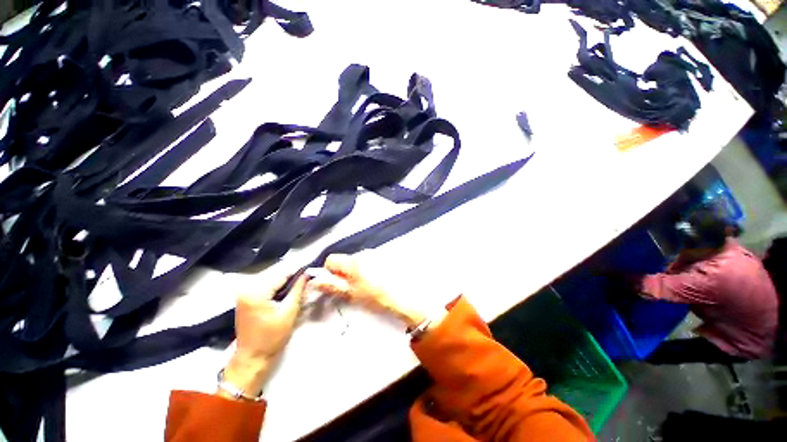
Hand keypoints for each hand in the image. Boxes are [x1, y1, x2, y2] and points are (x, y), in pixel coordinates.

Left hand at [220, 275, 306, 398]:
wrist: (252, 358)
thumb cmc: (272, 337)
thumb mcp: (289, 311)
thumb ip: (298, 289)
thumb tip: (307, 274)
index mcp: (256, 292)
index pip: (281, 275)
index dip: (297, 272)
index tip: (310, 270)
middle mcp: (246, 289)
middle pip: (274, 276)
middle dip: (291, 278)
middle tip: (306, 280)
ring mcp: (243, 294)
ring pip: (270, 281)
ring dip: (284, 283)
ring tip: (298, 286)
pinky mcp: (244, 299)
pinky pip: (264, 288)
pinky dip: (276, 289)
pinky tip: (285, 293)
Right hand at [307, 254, 427, 328]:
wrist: (405, 296)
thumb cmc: (378, 297)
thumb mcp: (353, 294)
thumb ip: (334, 286)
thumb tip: (316, 281)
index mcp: (353, 261)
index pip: (331, 260)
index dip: (328, 272)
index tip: (334, 283)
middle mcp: (363, 253)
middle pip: (345, 260)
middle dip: (344, 273)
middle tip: (351, 288)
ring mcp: (375, 254)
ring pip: (357, 261)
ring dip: (357, 271)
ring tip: (366, 286)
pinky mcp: (385, 257)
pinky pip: (370, 261)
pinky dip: (369, 269)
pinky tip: (377, 280)